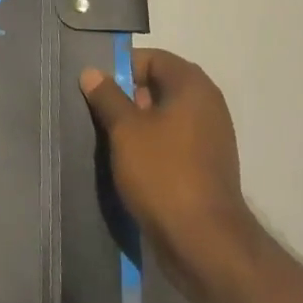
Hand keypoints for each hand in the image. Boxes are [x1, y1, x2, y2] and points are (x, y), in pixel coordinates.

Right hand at [80, 49, 263, 302]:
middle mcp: (207, 104)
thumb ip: (107, 96)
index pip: (151, 58)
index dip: (122, 68)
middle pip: (158, 86)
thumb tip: (92, 72)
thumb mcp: (125, 130)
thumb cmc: (163, 173)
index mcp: (192, 86)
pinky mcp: (207, 167)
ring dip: (136, 125)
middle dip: (127, 98)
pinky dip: (151, 147)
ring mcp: (210, 138)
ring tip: (109, 141)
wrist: (205, 244)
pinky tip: (129, 164)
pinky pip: (173, 143)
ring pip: (164, 117)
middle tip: (99, 115)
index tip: (97, 88)